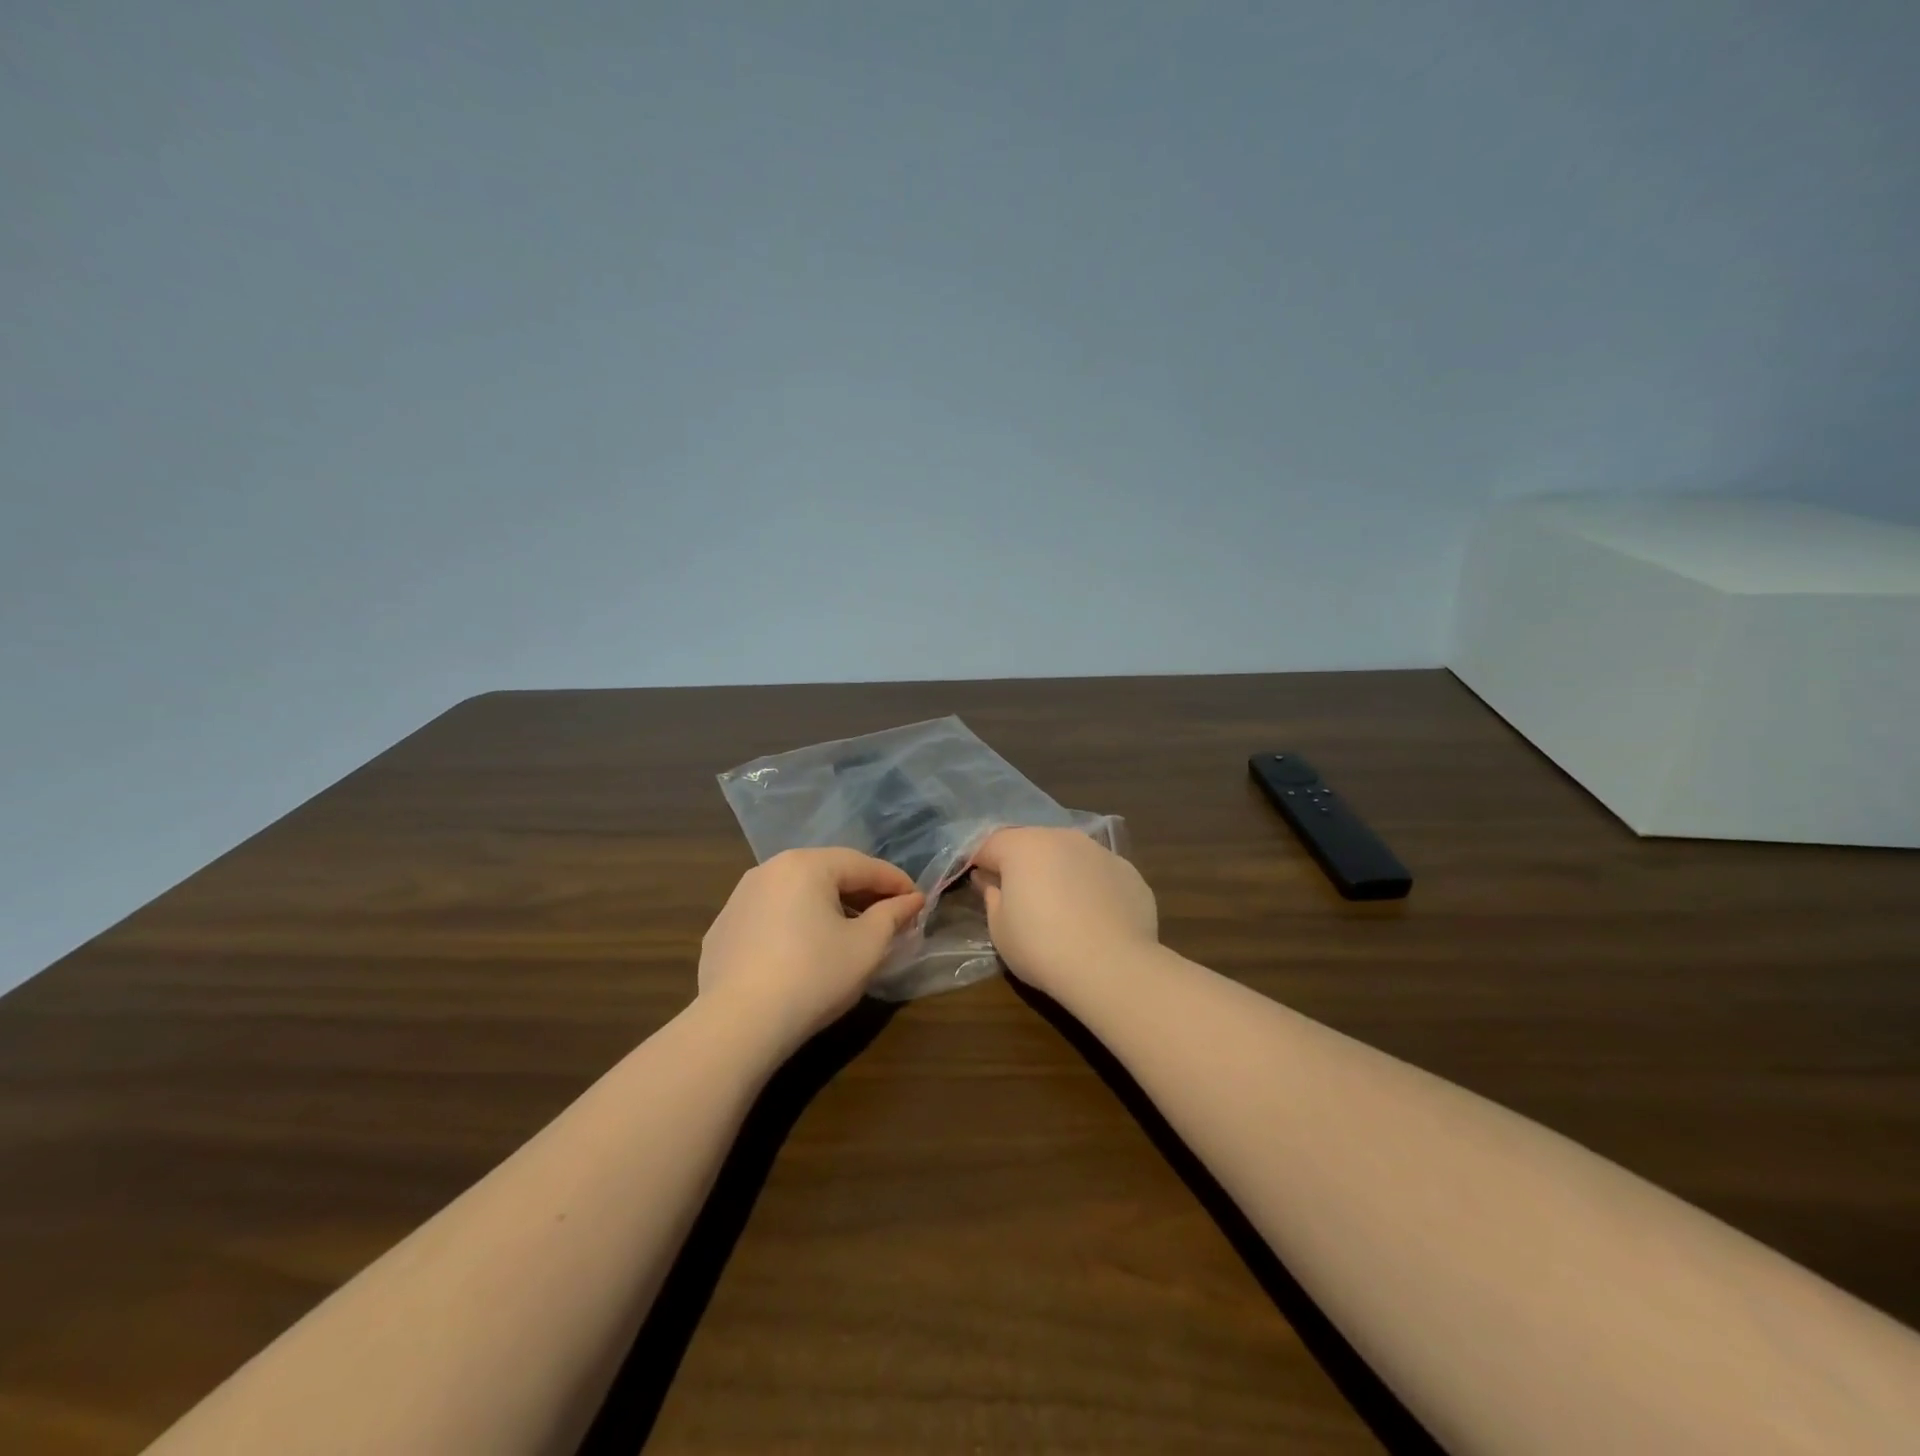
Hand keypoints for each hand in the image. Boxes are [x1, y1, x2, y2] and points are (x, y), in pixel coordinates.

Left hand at [698, 848, 924, 1048]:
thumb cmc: (813, 976)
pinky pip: (770, 916)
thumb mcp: (866, 946)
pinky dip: (795, 924)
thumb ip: (892, 916)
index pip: (863, 865)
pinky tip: (804, 952)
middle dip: (862, 893)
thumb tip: (911, 900)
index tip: (919, 901)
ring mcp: (739, 898)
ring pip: (797, 893)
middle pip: (828, 873)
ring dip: (828, 907)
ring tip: (850, 933)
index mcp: (806, 865)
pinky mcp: (722, 929)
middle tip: (890, 916)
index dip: (896, 882)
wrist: (738, 1024)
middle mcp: (769, 870)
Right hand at [971, 827, 1158, 998]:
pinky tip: (1093, 917)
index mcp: (1024, 846)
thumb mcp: (1000, 928)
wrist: (1112, 967)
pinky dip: (1091, 886)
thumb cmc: (1042, 947)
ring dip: (1059, 871)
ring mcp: (1100, 852)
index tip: (977, 884)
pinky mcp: (1129, 872)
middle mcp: (1063, 837)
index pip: (991, 844)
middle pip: (1032, 843)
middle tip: (1018, 896)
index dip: (980, 862)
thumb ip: (991, 896)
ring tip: (1059, 907)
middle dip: (1021, 863)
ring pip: (1069, 854)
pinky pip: (1099, 873)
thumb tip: (989, 880)